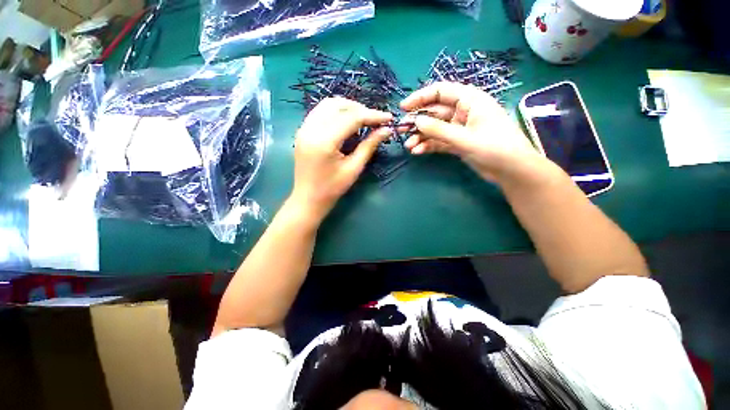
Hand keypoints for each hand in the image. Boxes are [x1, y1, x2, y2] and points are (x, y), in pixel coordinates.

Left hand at [290, 97, 391, 222]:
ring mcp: (304, 128)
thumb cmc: (332, 188)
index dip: (372, 115)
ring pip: (327, 104)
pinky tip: (345, 122)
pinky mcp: (302, 131)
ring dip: (347, 107)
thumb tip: (386, 130)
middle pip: (338, 105)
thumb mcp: (354, 168)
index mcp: (325, 141)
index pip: (352, 118)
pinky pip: (320, 112)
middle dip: (360, 109)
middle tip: (375, 120)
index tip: (388, 118)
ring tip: (362, 119)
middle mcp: (311, 129)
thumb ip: (369, 146)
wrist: (308, 199)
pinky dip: (335, 112)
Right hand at [401, 82, 551, 186]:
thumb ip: (438, 130)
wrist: (511, 170)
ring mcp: (459, 128)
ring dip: (421, 136)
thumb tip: (416, 121)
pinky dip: (428, 145)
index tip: (404, 108)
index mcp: (470, 100)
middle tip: (401, 130)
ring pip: (435, 128)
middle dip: (418, 121)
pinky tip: (418, 152)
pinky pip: (439, 141)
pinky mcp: (457, 142)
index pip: (441, 91)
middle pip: (435, 112)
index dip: (421, 97)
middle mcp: (463, 112)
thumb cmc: (494, 148)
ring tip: (409, 146)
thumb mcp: (464, 138)